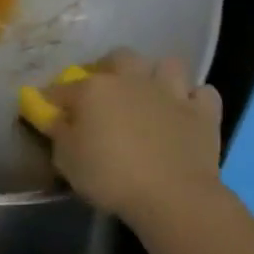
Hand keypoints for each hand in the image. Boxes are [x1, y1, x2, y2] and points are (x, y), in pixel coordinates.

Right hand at [43, 51, 222, 226]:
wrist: (172, 196)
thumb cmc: (110, 177)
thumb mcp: (67, 160)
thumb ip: (58, 132)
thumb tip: (54, 117)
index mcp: (94, 88)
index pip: (63, 87)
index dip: (53, 99)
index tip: (49, 111)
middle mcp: (132, 80)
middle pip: (119, 57)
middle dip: (111, 68)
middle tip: (106, 92)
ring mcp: (171, 92)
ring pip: (168, 65)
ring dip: (159, 76)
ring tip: (152, 95)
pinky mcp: (203, 112)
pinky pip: (203, 93)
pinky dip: (195, 99)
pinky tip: (186, 112)